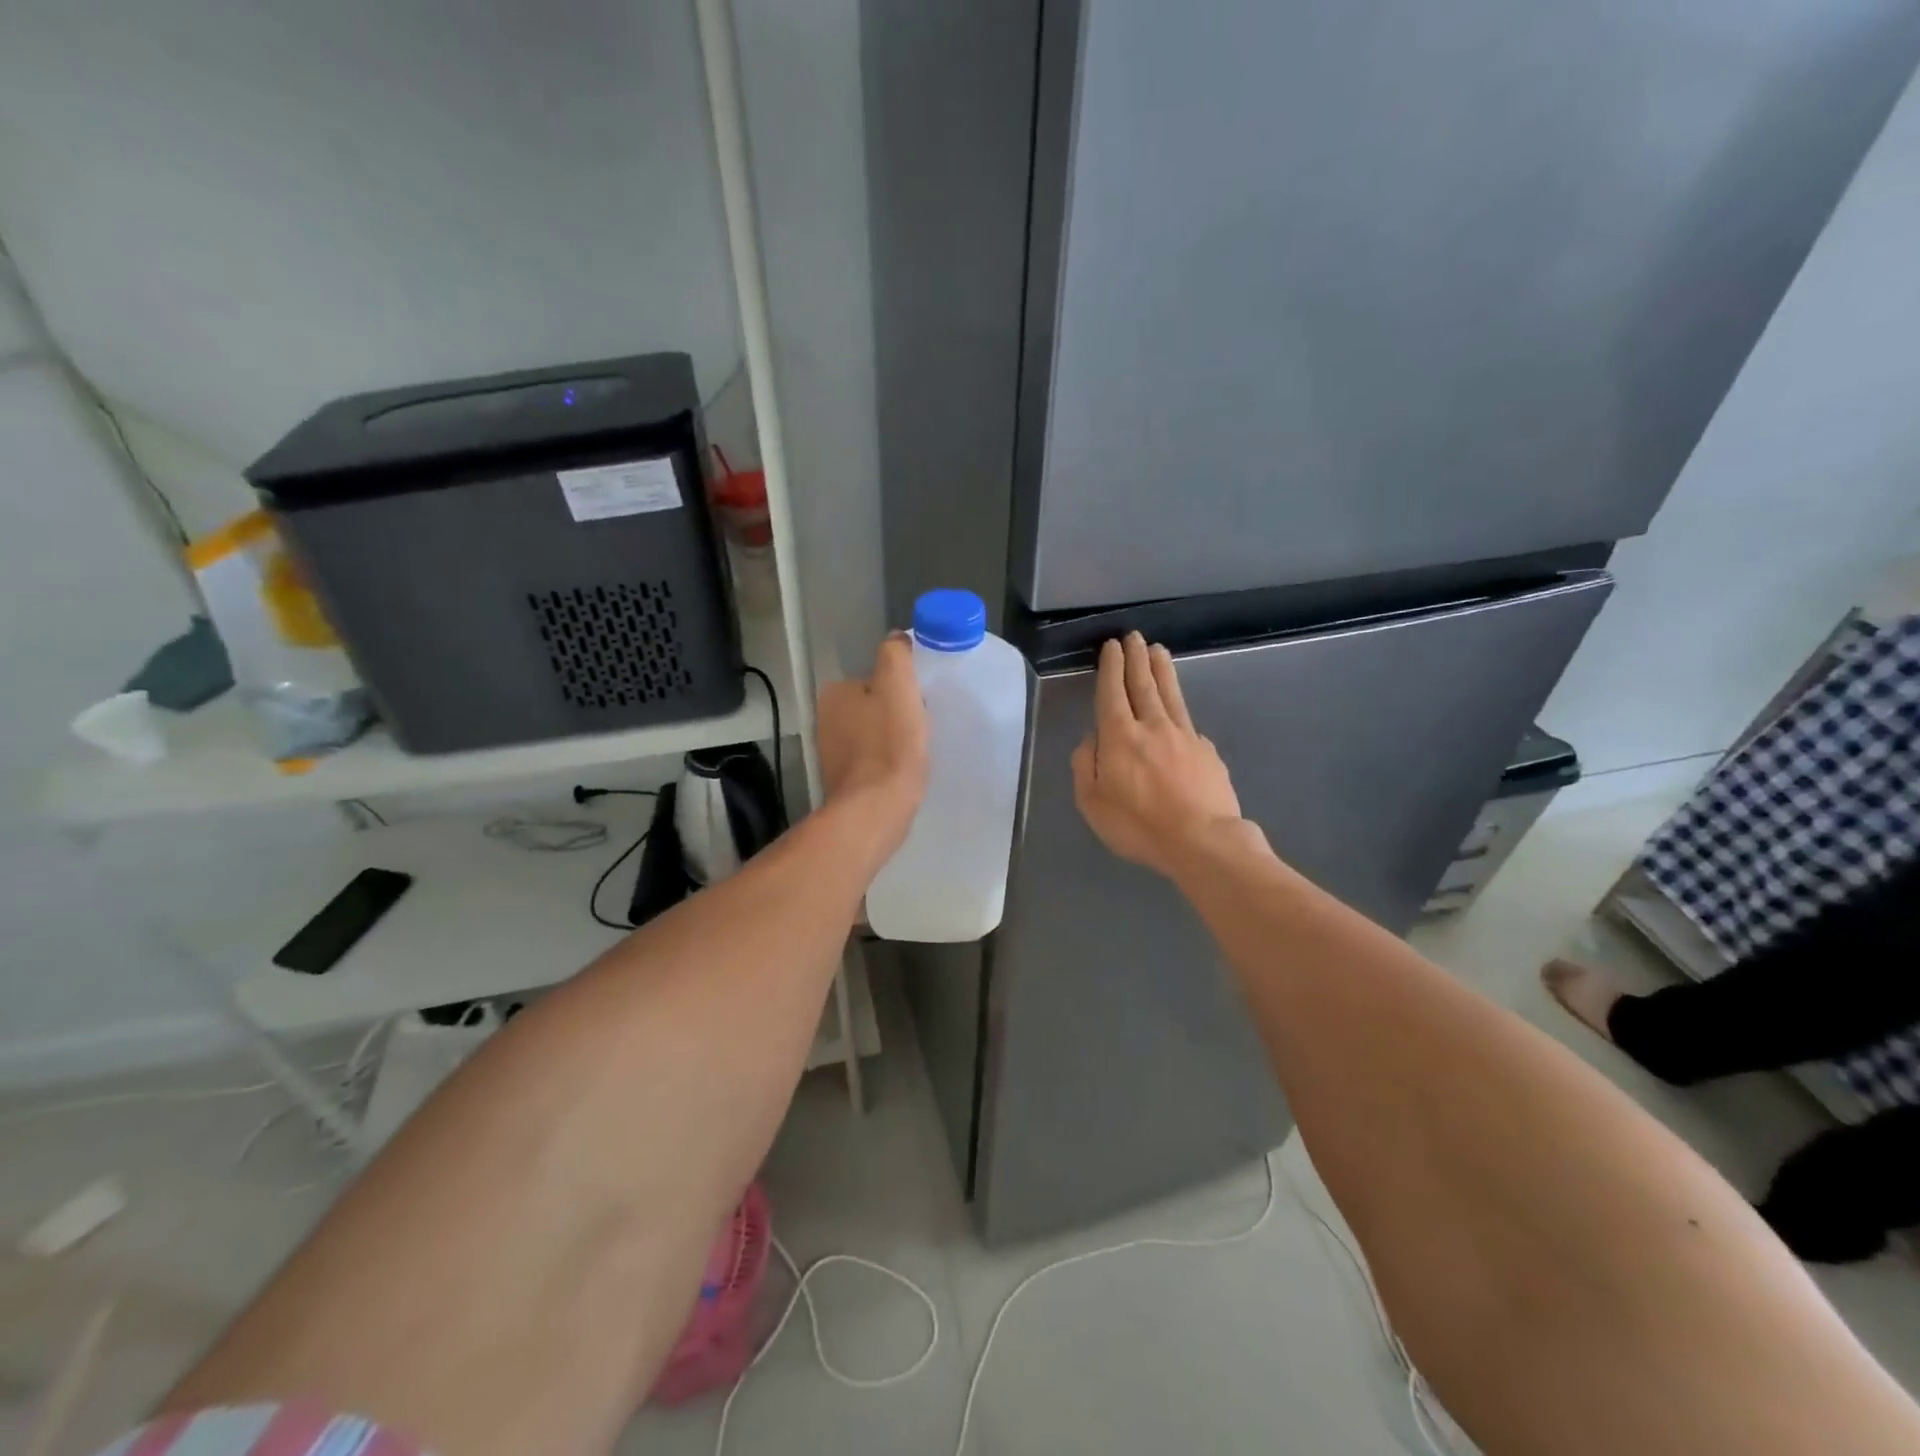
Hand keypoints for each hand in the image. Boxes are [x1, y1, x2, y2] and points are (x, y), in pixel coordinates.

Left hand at [817, 633, 929, 852]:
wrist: (877, 808)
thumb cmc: (890, 743)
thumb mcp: (898, 685)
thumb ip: (895, 655)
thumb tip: (896, 639)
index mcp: (834, 693)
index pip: (874, 678)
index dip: (900, 688)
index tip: (919, 701)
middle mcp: (825, 720)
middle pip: (872, 706)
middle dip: (894, 714)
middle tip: (920, 726)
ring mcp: (831, 753)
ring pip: (871, 734)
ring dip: (892, 739)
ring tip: (914, 751)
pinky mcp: (844, 781)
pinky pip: (871, 761)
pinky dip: (886, 762)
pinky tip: (902, 771)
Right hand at [1072, 633, 1244, 877]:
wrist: (1202, 841)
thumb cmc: (1139, 826)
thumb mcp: (1093, 803)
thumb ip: (1086, 766)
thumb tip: (1091, 740)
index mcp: (1120, 737)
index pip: (1113, 692)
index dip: (1111, 667)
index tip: (1112, 647)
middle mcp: (1152, 727)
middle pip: (1144, 684)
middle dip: (1136, 658)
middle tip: (1134, 636)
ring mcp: (1184, 736)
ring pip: (1170, 694)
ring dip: (1162, 670)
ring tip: (1158, 651)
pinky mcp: (1207, 751)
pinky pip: (1188, 723)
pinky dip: (1179, 710)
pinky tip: (1179, 711)